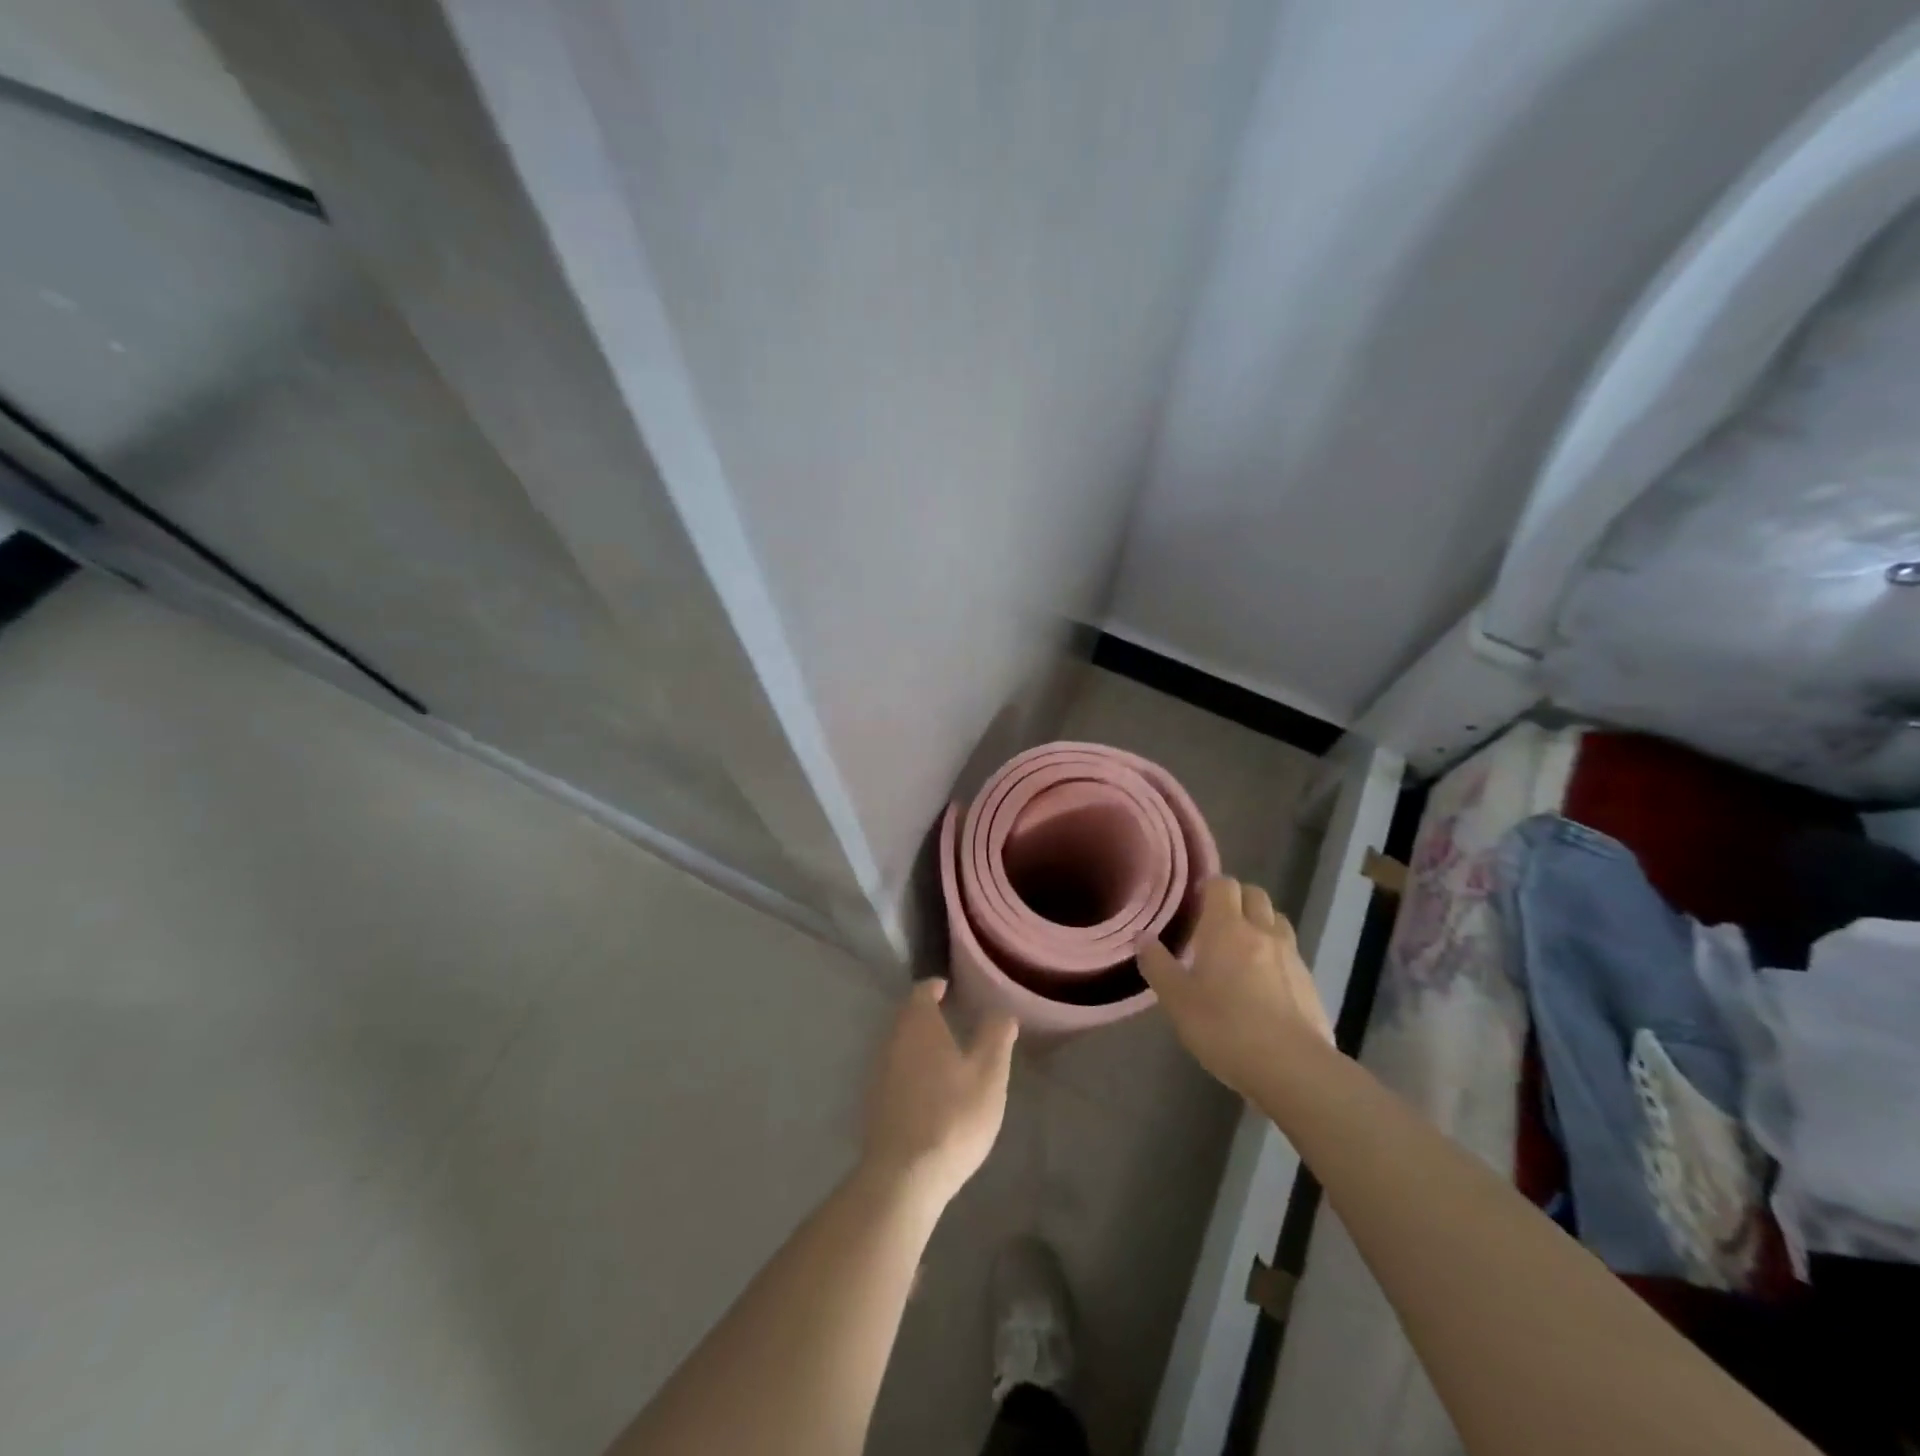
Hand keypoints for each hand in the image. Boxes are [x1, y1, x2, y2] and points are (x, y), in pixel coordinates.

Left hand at [860, 979, 1017, 1207]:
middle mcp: (893, 1040)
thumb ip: (996, 1037)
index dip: (936, 987)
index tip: (951, 989)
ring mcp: (879, 1072)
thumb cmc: (953, 1116)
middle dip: (928, 1014)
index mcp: (918, 1024)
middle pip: (908, 1016)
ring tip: (946, 1053)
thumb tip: (1002, 1011)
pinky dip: (911, 1069)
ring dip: (919, 1043)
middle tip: (953, 1018)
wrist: (904, 1176)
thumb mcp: (988, 1074)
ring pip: (900, 1044)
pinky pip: (895, 1071)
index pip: (922, 991)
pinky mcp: (875, 1103)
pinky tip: (929, 1089)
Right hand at [1137, 877, 1332, 1096]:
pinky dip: (1277, 956)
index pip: (1223, 884)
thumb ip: (1158, 965)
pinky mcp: (1310, 983)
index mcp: (1226, 928)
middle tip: (1216, 923)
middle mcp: (1262, 931)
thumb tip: (1142, 938)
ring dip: (1261, 924)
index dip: (1210, 886)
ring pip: (1277, 921)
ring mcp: (1291, 956)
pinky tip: (1265, 984)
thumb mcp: (1177, 1000)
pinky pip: (1291, 954)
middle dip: (1237, 899)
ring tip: (1243, 949)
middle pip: (1255, 895)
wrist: (1292, 1068)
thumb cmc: (1224, 1027)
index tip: (1195, 902)